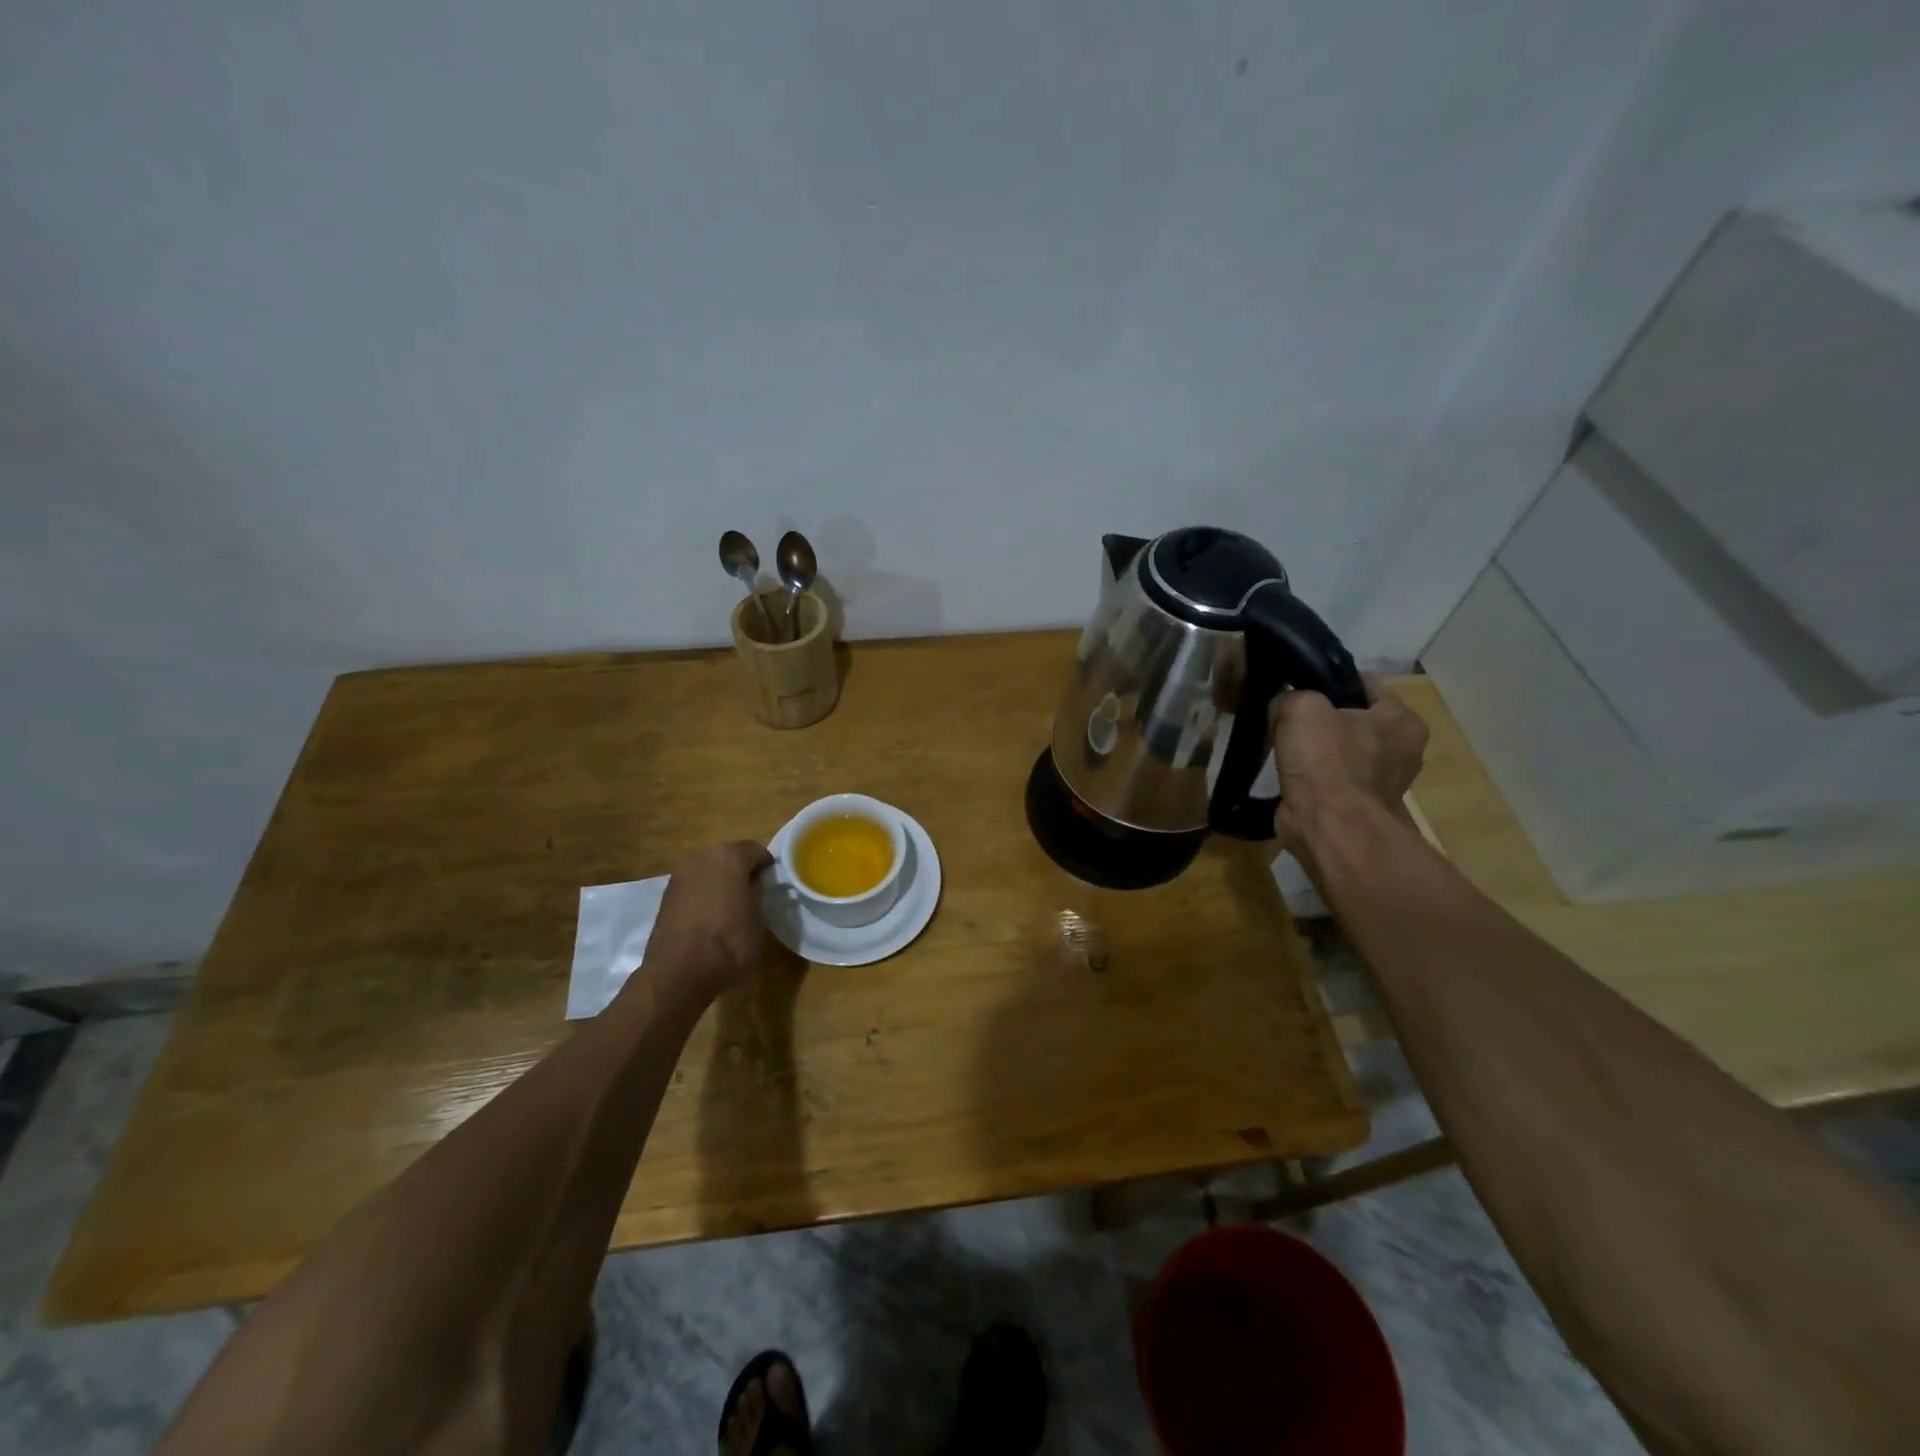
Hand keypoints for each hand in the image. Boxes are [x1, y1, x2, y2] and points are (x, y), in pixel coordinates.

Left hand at [642, 840, 774, 998]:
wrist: (679, 971)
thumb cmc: (729, 941)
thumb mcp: (758, 918)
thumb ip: (758, 893)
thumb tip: (755, 885)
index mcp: (729, 856)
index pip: (756, 850)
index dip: (766, 867)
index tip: (772, 884)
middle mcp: (702, 856)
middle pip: (728, 856)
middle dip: (740, 871)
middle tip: (751, 894)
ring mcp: (680, 875)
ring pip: (708, 871)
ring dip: (719, 883)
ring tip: (730, 908)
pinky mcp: (665, 896)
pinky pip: (693, 887)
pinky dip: (702, 895)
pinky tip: (709, 918)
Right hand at [1270, 680, 1427, 859]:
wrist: (1328, 827)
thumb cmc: (1326, 761)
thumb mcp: (1301, 707)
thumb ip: (1292, 695)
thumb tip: (1284, 705)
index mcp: (1403, 720)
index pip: (1363, 684)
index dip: (1327, 680)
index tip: (1296, 685)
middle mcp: (1402, 750)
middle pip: (1352, 718)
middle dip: (1320, 717)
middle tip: (1284, 716)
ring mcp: (1382, 782)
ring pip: (1340, 750)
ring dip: (1314, 749)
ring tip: (1282, 745)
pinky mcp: (1359, 806)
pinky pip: (1331, 778)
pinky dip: (1312, 776)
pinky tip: (1289, 773)